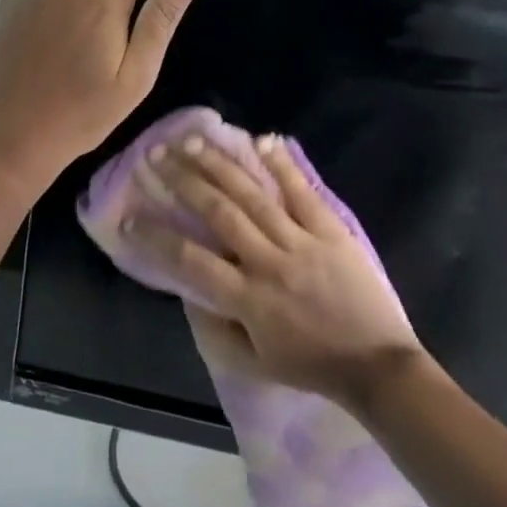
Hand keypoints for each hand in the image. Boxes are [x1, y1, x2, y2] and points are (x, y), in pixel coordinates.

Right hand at [127, 134, 445, 412]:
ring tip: (191, 141)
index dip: (155, 238)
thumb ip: (216, 330)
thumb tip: (187, 292)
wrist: (378, 367)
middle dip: (183, 181)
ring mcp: (301, 242)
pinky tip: (260, 139)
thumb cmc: (311, 366)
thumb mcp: (254, 363)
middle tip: (156, 155)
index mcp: (248, 299)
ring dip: (219, 165)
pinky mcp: (330, 231)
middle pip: (219, 213)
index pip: (191, 261)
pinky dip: (281, 165)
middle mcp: (269, 263)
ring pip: (253, 195)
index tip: (128, 216)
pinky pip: (302, 192)